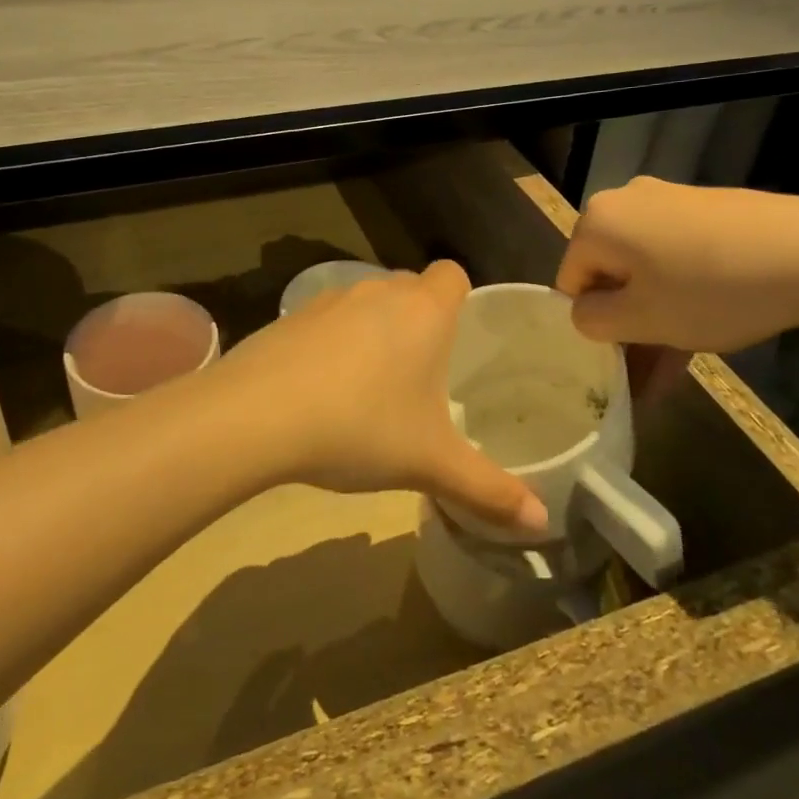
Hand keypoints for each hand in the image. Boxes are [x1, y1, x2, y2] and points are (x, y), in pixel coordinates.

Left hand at [210, 261, 547, 534]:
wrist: (258, 415)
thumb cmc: (361, 427)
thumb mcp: (430, 464)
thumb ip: (488, 489)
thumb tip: (541, 523)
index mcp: (423, 311)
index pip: (453, 274)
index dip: (461, 299)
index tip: (458, 340)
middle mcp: (379, 292)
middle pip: (410, 289)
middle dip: (419, 321)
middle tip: (422, 376)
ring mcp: (330, 300)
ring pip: (366, 304)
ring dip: (373, 333)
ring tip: (370, 388)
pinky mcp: (290, 317)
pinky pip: (326, 321)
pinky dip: (332, 345)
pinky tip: (322, 390)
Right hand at [555, 177, 798, 352]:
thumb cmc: (710, 289)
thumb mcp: (640, 319)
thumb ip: (592, 321)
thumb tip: (586, 313)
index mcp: (598, 221)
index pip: (571, 281)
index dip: (591, 324)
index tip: (617, 359)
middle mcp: (628, 202)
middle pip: (611, 275)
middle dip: (626, 328)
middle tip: (643, 377)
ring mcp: (672, 203)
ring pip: (648, 272)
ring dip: (655, 321)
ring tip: (672, 375)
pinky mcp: (711, 212)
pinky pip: (680, 259)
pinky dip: (683, 297)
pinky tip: (702, 338)